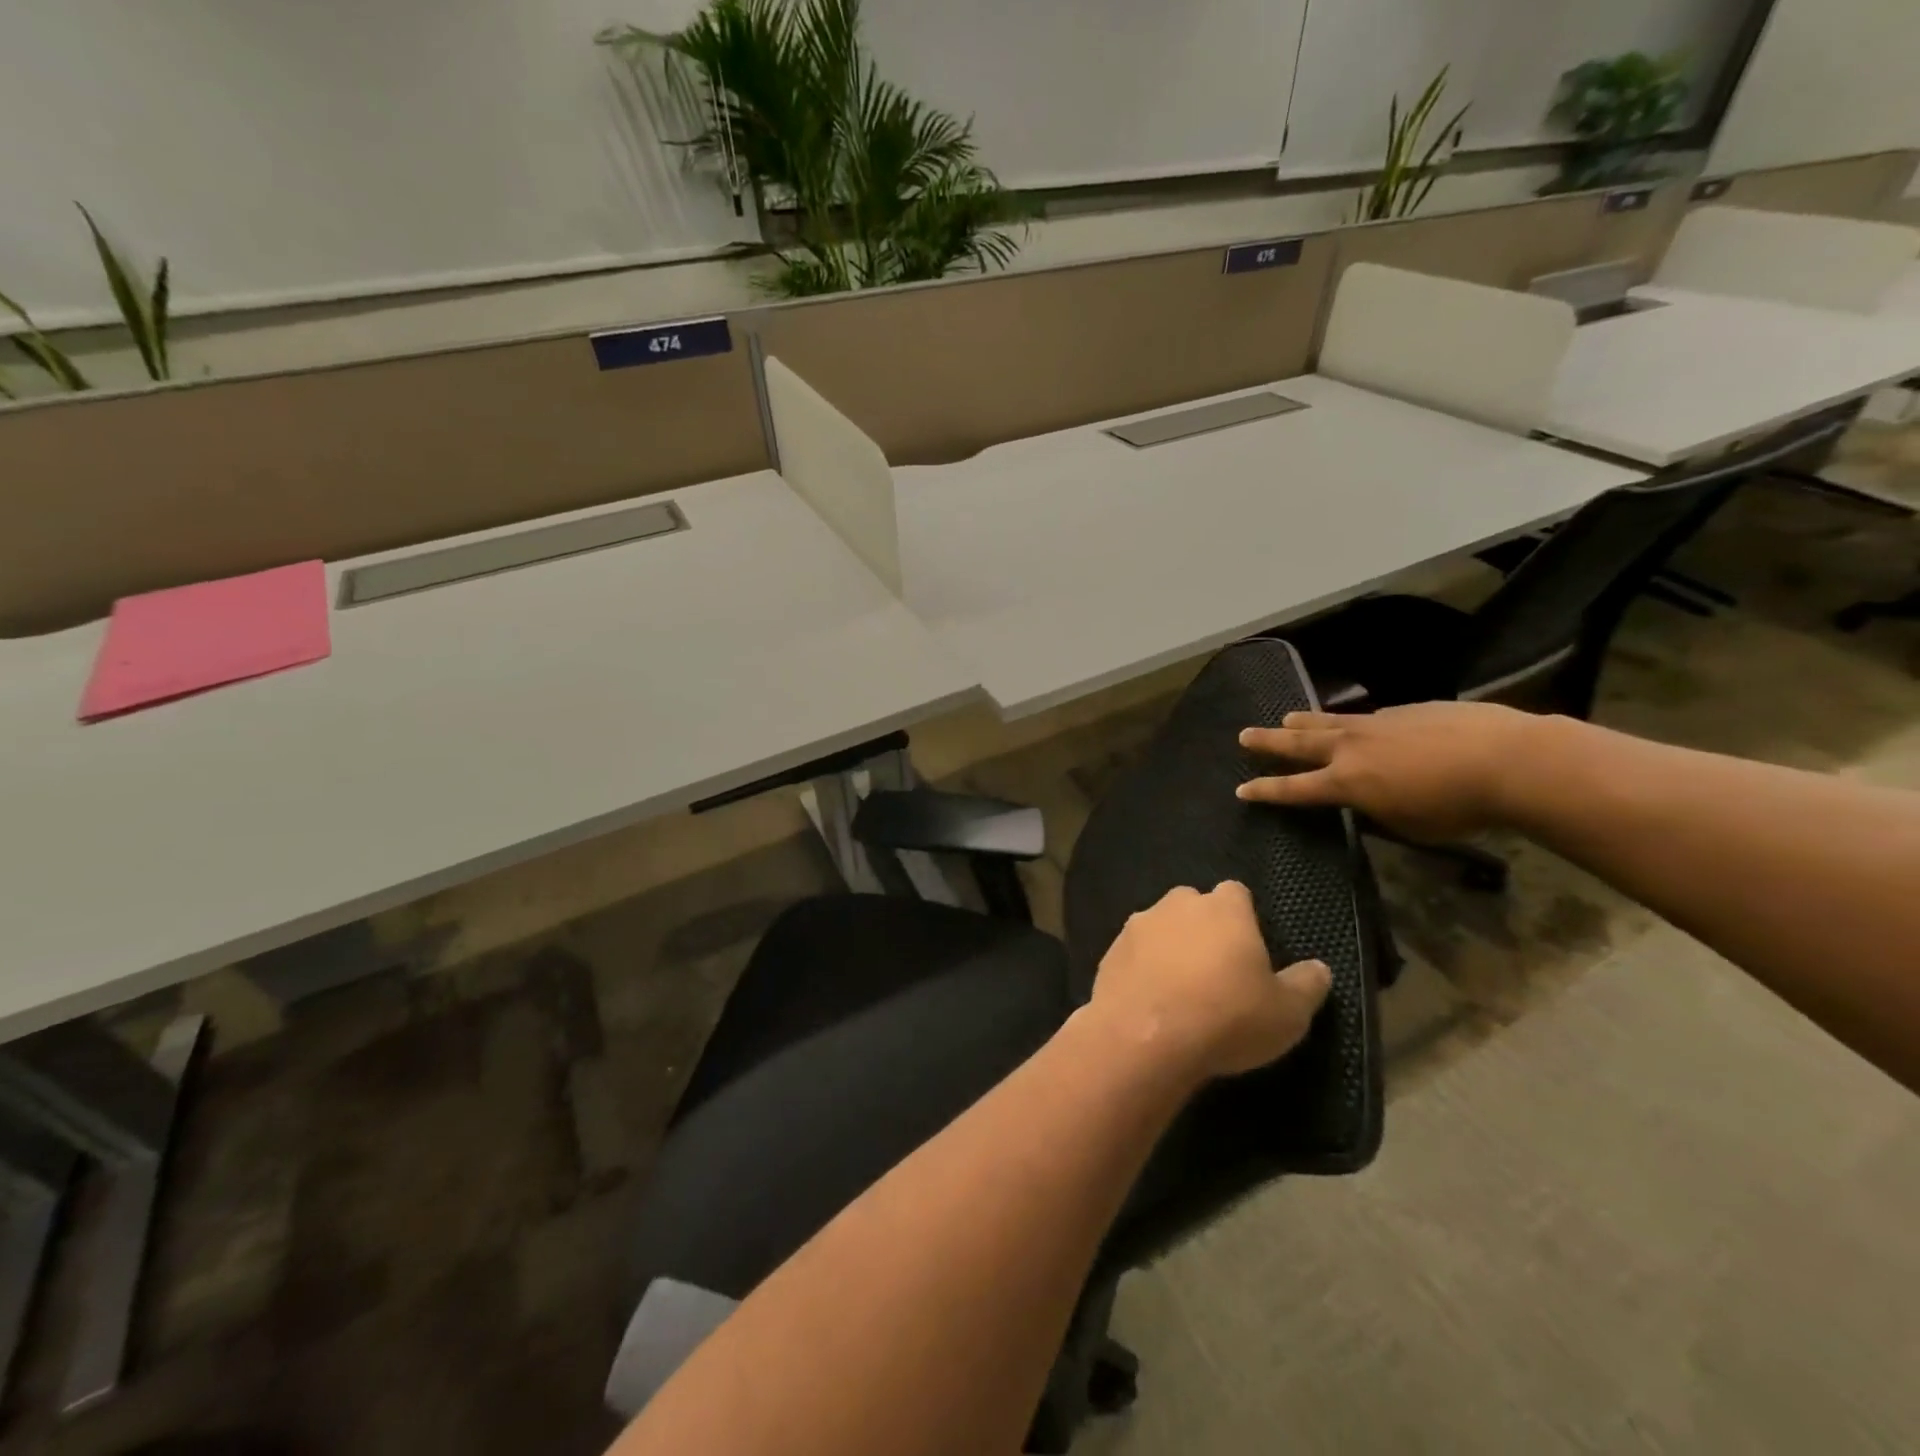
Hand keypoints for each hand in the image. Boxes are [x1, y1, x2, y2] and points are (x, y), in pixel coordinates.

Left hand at [1089, 882, 1330, 1079]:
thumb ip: (1307, 985)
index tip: (1249, 951)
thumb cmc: (1226, 1018)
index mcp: (1223, 908)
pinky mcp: (1109, 951)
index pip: (1237, 893)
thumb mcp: (1287, 1013)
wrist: (1144, 1038)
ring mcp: (1137, 925)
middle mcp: (1176, 904)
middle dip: (1203, 929)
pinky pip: (1134, 955)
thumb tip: (1319, 969)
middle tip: (1216, 972)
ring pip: (1160, 928)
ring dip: (1169, 949)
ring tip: (1180, 991)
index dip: (1244, 918)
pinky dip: (1143, 970)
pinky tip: (1151, 1003)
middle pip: (1194, 906)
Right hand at [1236, 701, 1549, 841]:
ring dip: (1302, 721)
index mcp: (1346, 783)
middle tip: (1243, 735)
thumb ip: (1378, 812)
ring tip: (1285, 718)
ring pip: (1327, 720)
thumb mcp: (1409, 825)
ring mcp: (1376, 723)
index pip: (1293, 788)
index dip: (1266, 791)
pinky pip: (1365, 716)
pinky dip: (1350, 721)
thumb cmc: (1456, 807)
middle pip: (1297, 743)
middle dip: (1268, 741)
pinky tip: (1358, 724)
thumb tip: (1367, 801)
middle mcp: (1350, 748)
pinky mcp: (1404, 710)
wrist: (1506, 760)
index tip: (1242, 790)